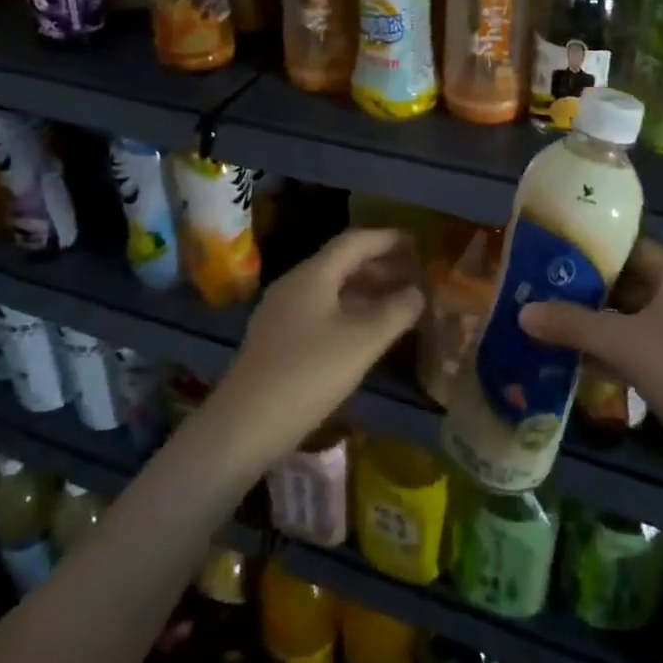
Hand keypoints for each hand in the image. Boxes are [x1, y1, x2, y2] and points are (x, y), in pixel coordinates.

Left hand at [211, 227, 425, 463]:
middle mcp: (295, 284)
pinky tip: (367, 332)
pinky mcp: (278, 338)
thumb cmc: (308, 373)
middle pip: (342, 262)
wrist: (244, 424)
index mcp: (313, 274)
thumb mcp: (362, 342)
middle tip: (416, 275)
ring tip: (399, 302)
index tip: (418, 242)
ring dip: (367, 290)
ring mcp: (283, 312)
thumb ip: (395, 312)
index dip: (388, 238)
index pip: (355, 241)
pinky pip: (322, 310)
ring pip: (332, 288)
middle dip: (381, 265)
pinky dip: (350, 310)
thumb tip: (418, 292)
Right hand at [517, 238, 662, 449]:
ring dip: (598, 326)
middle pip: (629, 285)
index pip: (628, 248)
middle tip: (542, 294)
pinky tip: (581, 364)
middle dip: (587, 293)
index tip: (551, 257)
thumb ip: (572, 324)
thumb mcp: (624, 344)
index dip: (590, 251)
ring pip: (635, 320)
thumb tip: (523, 312)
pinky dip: (616, 353)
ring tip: (551, 327)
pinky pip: (646, 349)